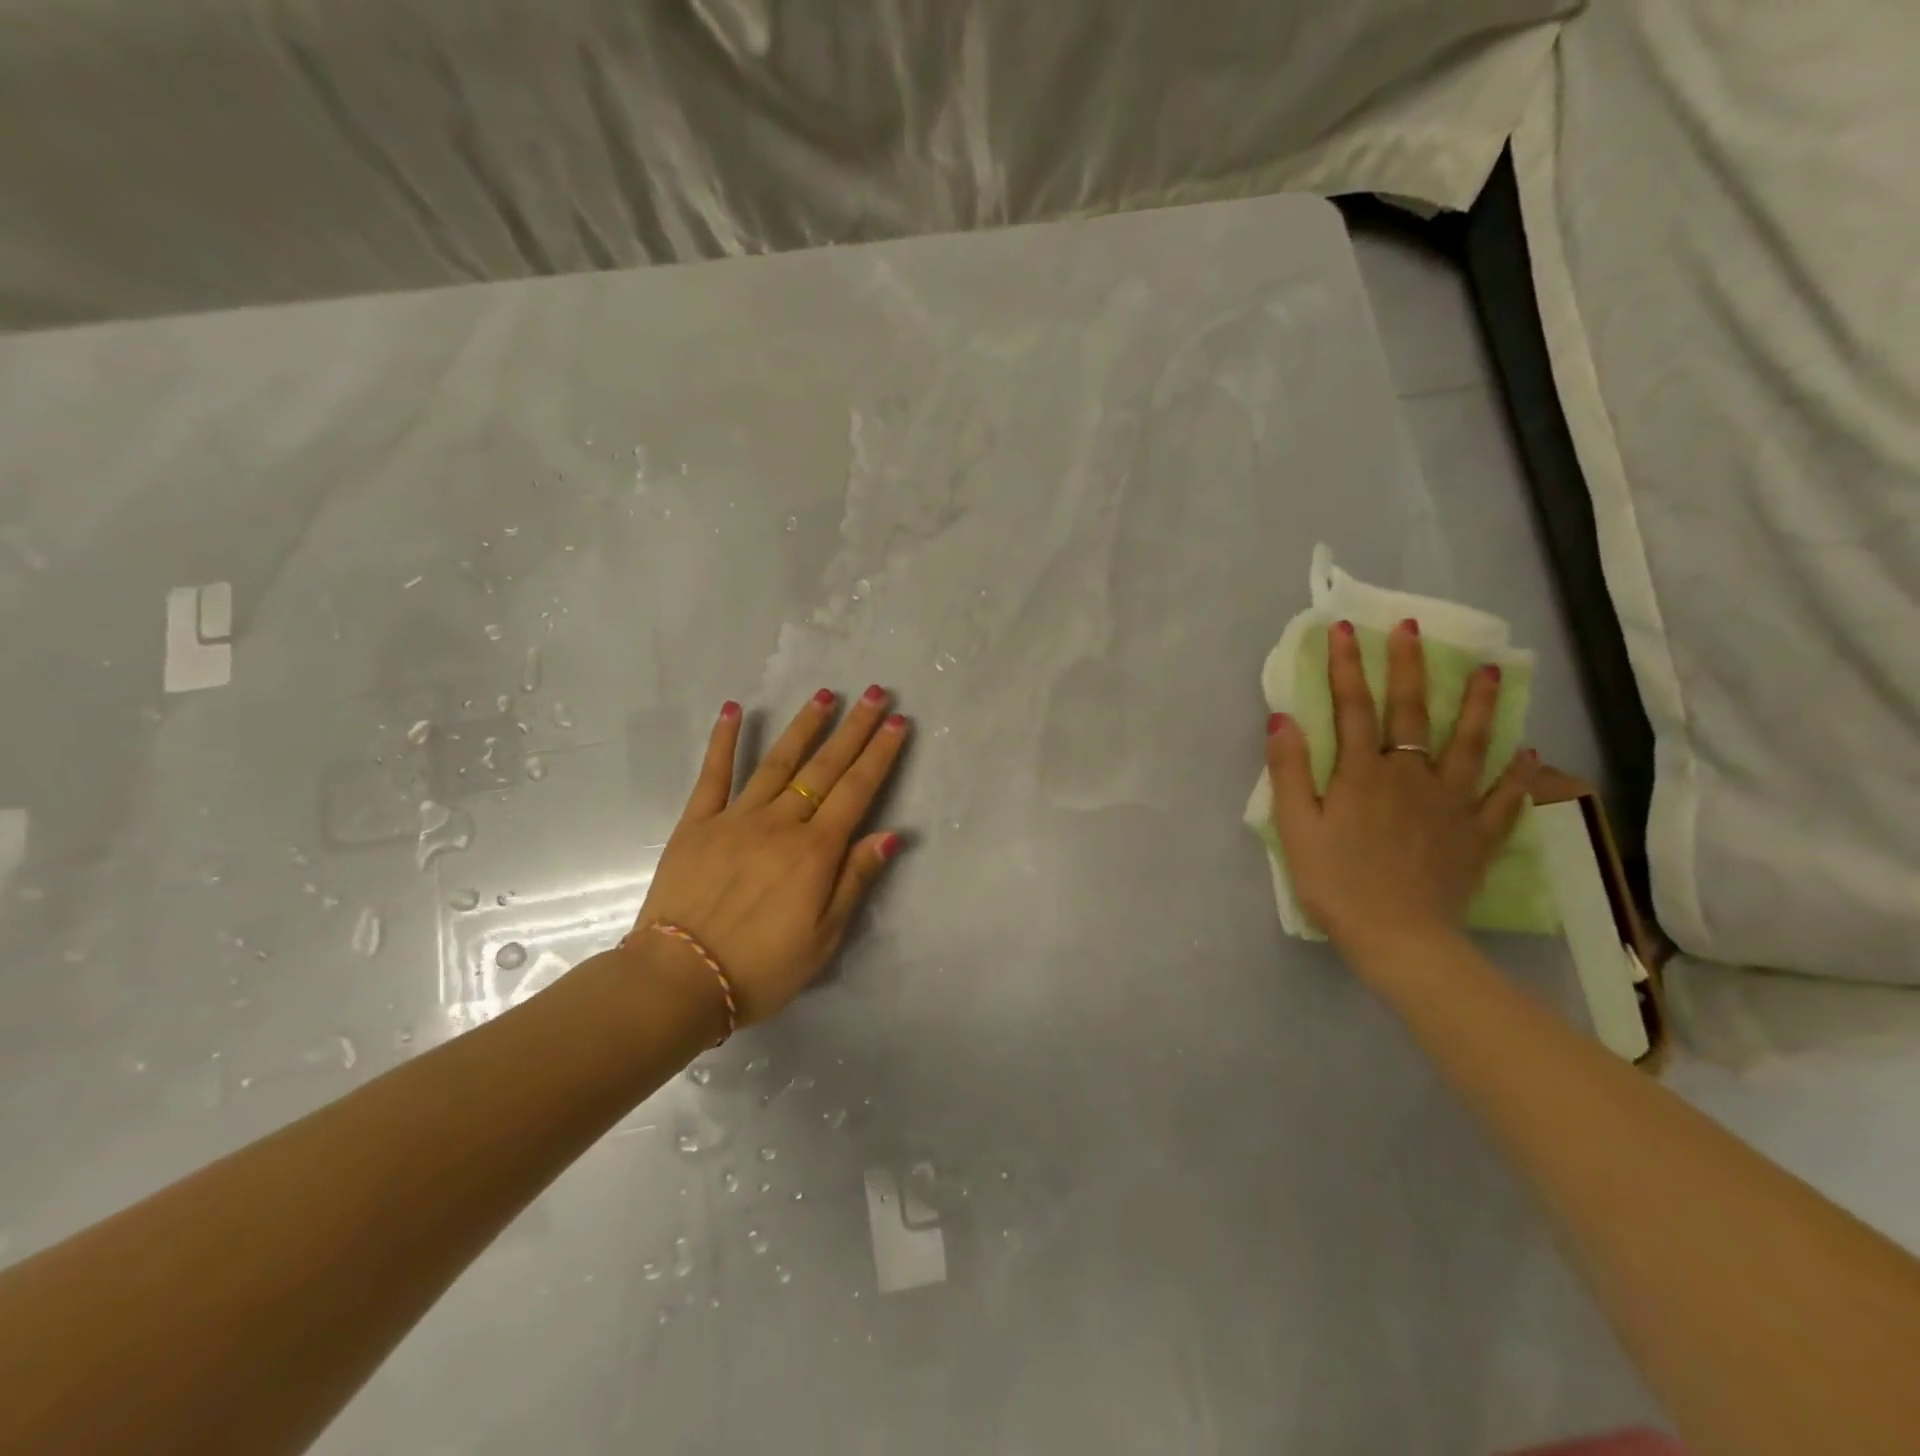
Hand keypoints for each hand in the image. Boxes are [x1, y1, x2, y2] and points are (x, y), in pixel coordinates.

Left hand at [628, 686, 909, 1025]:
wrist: (679, 981)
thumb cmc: (761, 969)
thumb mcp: (823, 939)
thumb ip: (855, 880)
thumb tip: (890, 834)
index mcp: (814, 852)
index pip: (857, 791)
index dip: (880, 755)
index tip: (898, 722)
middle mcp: (780, 824)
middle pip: (824, 768)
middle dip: (854, 728)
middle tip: (876, 693)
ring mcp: (735, 818)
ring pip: (777, 762)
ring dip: (804, 725)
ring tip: (826, 694)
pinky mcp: (697, 824)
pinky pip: (714, 775)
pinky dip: (724, 740)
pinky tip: (734, 709)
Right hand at [1265, 619, 1538, 957]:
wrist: (1399, 938)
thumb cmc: (1335, 882)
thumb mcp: (1295, 828)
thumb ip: (1289, 771)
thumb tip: (1283, 718)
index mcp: (1362, 774)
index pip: (1352, 707)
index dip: (1347, 667)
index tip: (1345, 629)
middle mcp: (1410, 776)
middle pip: (1410, 712)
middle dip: (1408, 666)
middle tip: (1411, 628)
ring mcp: (1451, 803)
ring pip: (1469, 743)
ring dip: (1478, 704)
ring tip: (1491, 671)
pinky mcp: (1477, 834)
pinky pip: (1504, 796)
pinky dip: (1519, 772)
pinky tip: (1529, 752)